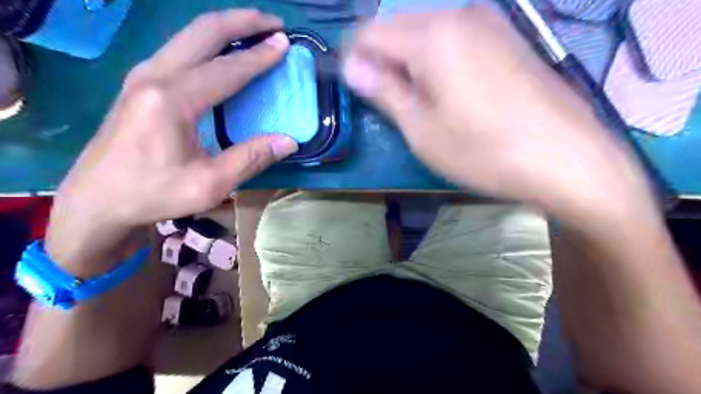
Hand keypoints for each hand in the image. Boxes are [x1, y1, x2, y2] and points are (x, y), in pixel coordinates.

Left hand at [42, 10, 294, 272]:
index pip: (226, 68)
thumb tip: (289, 141)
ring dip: (225, 27)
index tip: (285, 43)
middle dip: (242, 21)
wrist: (96, 201)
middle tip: (273, 23)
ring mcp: (142, 75)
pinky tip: (223, 52)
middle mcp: (155, 76)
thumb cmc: (153, 193)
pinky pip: (180, 49)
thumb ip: (251, 158)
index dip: (260, 56)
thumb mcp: (209, 184)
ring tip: (254, 30)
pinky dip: (207, 42)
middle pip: (202, 31)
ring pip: (188, 35)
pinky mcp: (139, 83)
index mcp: (173, 100)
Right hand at [345, 8, 658, 228]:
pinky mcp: (507, 38)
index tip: (353, 89)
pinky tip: (446, 92)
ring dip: (409, 63)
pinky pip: (454, 40)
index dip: (354, 59)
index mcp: (433, 35)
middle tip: (385, 102)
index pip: (371, 33)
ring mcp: (490, 23)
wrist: (567, 159)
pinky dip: (436, 62)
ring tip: (416, 102)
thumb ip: (385, 91)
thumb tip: (352, 67)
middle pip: (399, 28)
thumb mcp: (422, 129)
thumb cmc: (484, 151)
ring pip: (427, 34)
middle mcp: (460, 15)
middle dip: (382, 61)